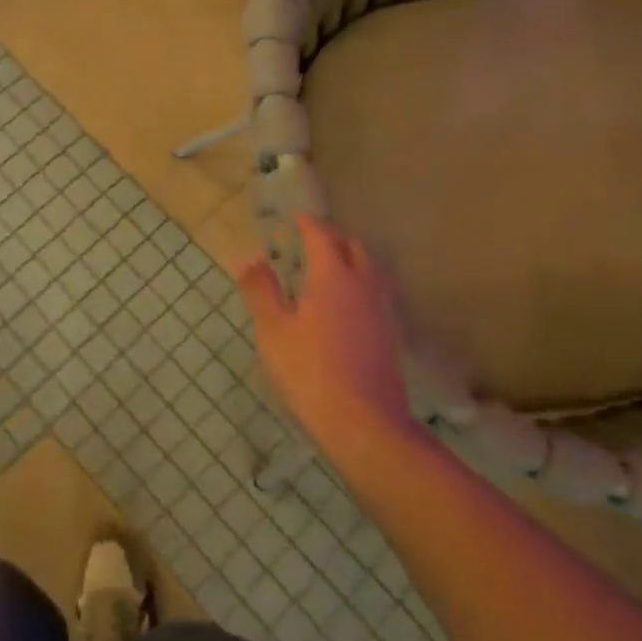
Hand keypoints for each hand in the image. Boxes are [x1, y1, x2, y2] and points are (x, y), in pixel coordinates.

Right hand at [237, 214, 419, 448]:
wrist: (365, 424)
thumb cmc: (310, 372)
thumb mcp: (273, 331)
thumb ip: (261, 290)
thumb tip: (250, 258)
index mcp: (333, 276)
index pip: (322, 236)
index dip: (307, 223)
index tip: (294, 217)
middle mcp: (364, 284)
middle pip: (353, 247)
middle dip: (332, 238)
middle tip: (309, 242)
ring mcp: (382, 309)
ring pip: (371, 269)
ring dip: (351, 259)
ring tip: (329, 268)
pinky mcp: (391, 333)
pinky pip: (377, 292)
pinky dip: (361, 283)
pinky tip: (347, 304)